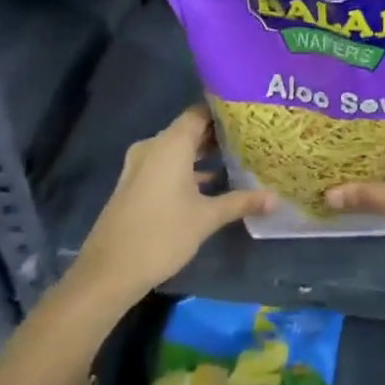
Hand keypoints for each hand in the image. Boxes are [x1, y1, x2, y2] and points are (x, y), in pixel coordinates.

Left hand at [72, 105, 273, 303]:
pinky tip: (212, 183)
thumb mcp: (207, 218)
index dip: (225, 111)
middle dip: (218, 134)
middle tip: (252, 136)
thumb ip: (241, 202)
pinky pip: (166, 165)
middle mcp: (153, 147)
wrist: (108, 273)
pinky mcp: (135, 185)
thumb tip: (276, 198)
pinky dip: (188, 169)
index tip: (251, 113)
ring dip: (203, 154)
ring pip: (178, 150)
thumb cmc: (161, 235)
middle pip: (189, 130)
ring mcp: (140, 166)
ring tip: (238, 158)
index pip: (200, 113)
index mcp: (170, 145)